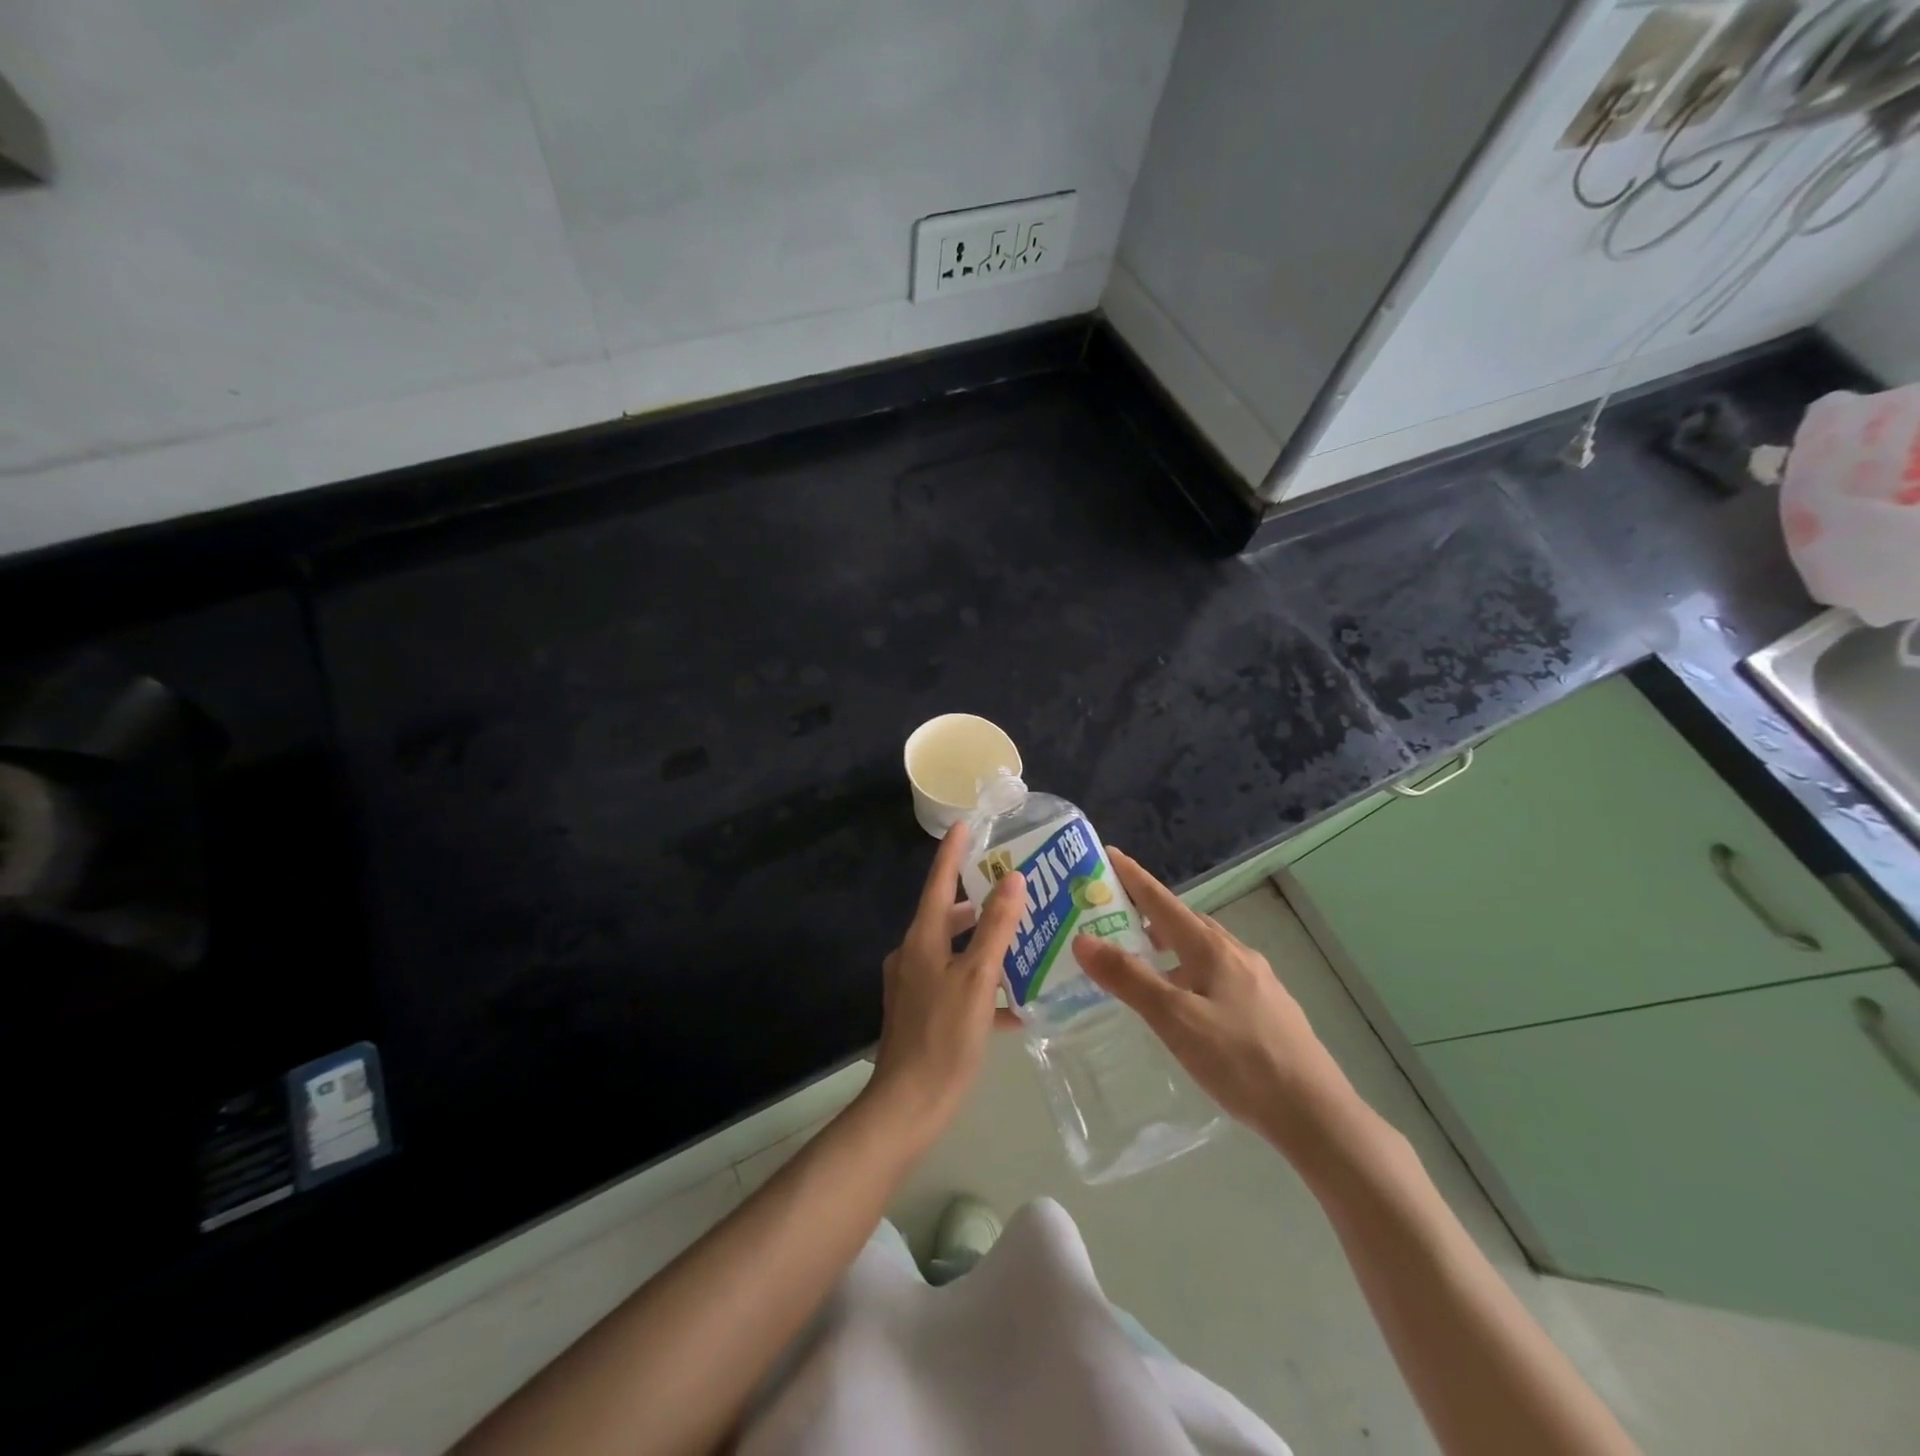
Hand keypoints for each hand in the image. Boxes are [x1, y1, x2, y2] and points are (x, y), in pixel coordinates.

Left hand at [864, 822, 1026, 1147]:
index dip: (952, 853)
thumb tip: (1012, 879)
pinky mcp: (922, 1013)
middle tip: (1010, 889)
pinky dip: (981, 987)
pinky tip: (1014, 1007)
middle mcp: (912, 955)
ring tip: (1020, 942)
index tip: (964, 824)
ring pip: (954, 953)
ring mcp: (914, 986)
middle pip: (947, 918)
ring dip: (983, 946)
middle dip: (977, 903)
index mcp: (922, 940)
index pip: (939, 884)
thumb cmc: (945, 1036)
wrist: (909, 1105)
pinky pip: (956, 987)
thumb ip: (996, 928)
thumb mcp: (977, 978)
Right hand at [1073, 849, 1358, 1156]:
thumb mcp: (1175, 1019)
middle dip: (1149, 913)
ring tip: (1144, 960)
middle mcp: (1236, 954)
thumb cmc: (1239, 1060)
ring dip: (1171, 945)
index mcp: (1212, 949)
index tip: (1110, 854)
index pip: (1163, 902)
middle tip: (1115, 916)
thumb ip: (1129, 978)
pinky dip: (1192, 971)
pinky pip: (1219, 973)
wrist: (1315, 1114)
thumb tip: (1083, 939)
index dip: (1134, 878)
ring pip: (1204, 949)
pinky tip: (1188, 1002)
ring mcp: (1258, 981)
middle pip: (1185, 922)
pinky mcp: (1269, 1008)